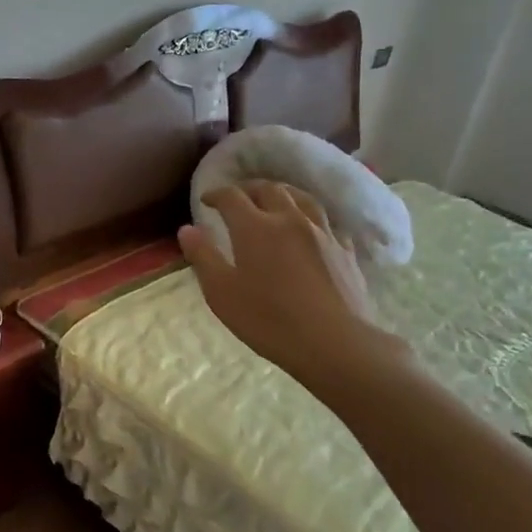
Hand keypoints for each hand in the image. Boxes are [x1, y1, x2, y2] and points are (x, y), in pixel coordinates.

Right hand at [179, 181, 406, 384]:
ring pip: (301, 198)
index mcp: (255, 227)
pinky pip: (325, 222)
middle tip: (237, 197)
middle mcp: (289, 219)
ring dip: (282, 194)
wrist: (333, 342)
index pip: (232, 197)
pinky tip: (309, 229)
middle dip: (249, 189)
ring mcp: (322, 232)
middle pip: (269, 189)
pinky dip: (309, 218)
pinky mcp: (344, 250)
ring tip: (274, 201)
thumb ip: (203, 257)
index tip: (206, 200)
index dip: (216, 194)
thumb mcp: (221, 292)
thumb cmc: (268, 319)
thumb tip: (187, 229)